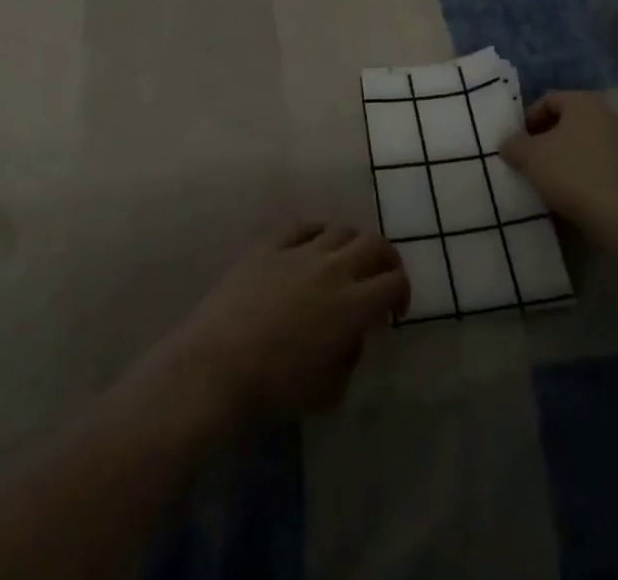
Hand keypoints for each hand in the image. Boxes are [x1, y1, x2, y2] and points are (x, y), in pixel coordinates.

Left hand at [145, 224, 407, 429]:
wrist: (216, 368)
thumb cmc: (274, 390)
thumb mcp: (328, 391)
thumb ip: (350, 356)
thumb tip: (351, 333)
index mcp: (351, 305)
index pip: (394, 282)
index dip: (402, 294)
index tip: (393, 312)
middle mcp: (332, 268)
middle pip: (375, 242)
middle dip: (386, 259)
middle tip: (381, 278)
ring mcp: (298, 251)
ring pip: (340, 228)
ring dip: (352, 244)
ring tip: (345, 263)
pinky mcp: (268, 245)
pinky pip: (302, 226)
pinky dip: (316, 234)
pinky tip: (312, 248)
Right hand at [499, 90, 617, 227]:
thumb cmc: (571, 173)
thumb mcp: (528, 156)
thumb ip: (513, 144)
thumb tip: (509, 144)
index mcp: (583, 101)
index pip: (547, 100)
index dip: (528, 120)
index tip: (518, 143)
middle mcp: (607, 114)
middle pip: (568, 121)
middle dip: (547, 139)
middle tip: (532, 160)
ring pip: (585, 143)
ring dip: (567, 156)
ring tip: (551, 179)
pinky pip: (600, 163)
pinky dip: (585, 172)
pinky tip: (574, 192)